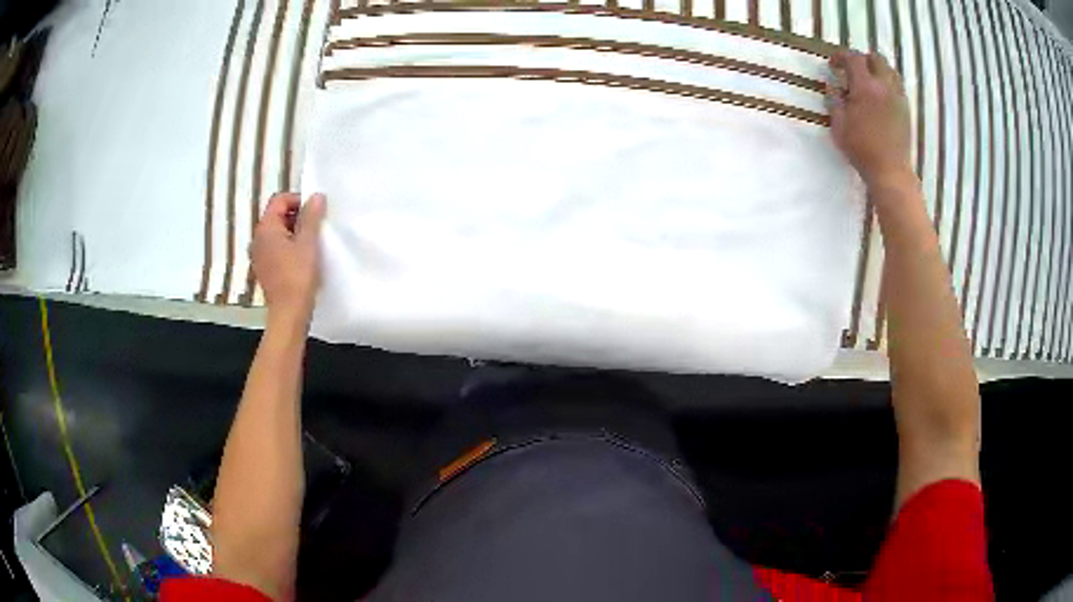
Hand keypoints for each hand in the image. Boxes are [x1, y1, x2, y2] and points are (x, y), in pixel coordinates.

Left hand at [250, 192, 326, 325]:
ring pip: (277, 233)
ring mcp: (259, 255)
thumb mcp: (308, 242)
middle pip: (277, 215)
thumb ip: (311, 216)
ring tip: (311, 244)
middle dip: (297, 217)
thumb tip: (315, 196)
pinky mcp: (264, 270)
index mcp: (265, 228)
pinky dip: (288, 248)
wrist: (289, 314)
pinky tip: (302, 260)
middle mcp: (257, 238)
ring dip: (294, 233)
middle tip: (316, 228)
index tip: (316, 212)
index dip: (298, 200)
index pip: (279, 199)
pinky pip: (276, 249)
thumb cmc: (298, 276)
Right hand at [828, 50, 913, 190]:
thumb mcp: (839, 125)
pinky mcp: (906, 109)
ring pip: (890, 70)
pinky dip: (888, 83)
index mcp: (865, 87)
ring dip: (878, 69)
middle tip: (853, 70)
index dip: (841, 56)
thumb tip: (832, 84)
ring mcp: (898, 98)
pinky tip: (881, 96)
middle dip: (862, 59)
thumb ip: (834, 100)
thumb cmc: (862, 149)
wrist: (890, 171)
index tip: (833, 65)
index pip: (853, 58)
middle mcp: (884, 87)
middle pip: (876, 58)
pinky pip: (898, 86)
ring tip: (869, 81)